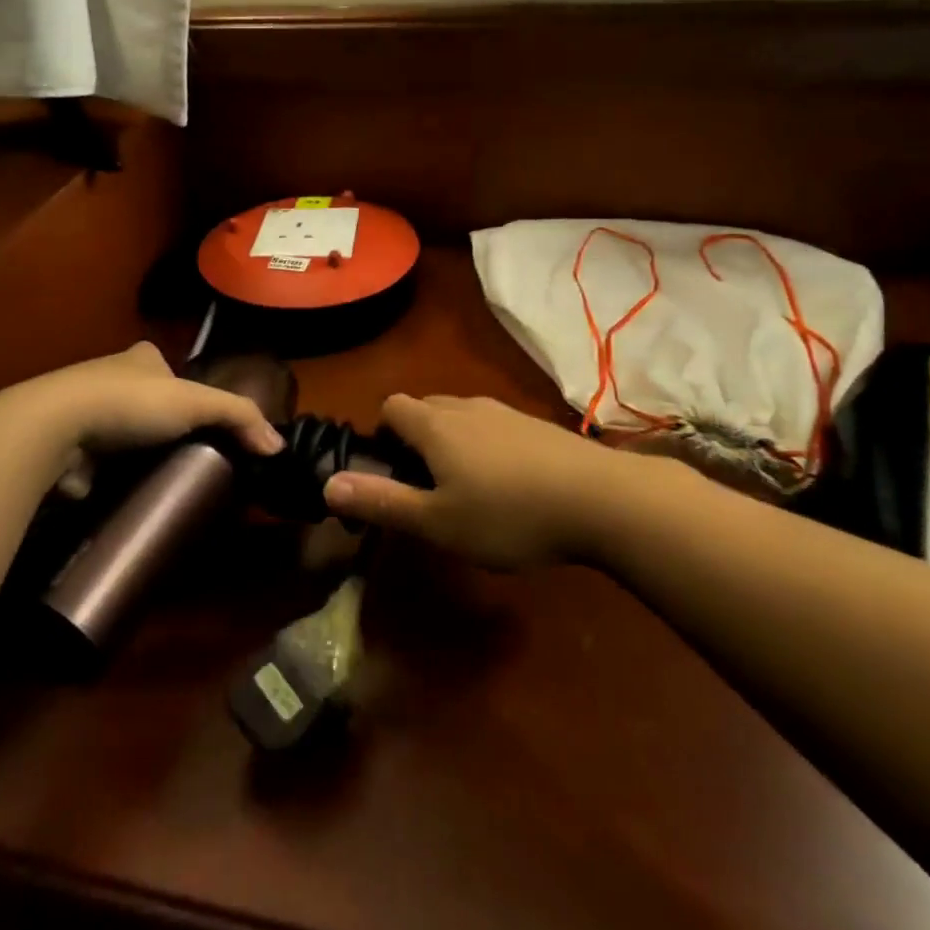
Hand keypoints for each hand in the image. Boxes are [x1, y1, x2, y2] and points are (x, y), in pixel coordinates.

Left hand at [1, 342, 282, 472]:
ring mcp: (83, 412)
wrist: (56, 428)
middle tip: (186, 454)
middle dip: (160, 423)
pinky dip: (110, 474)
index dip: (183, 388)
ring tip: (160, 477)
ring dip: (135, 451)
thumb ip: (239, 416)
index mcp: (139, 357)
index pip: (167, 367)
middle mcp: (108, 377)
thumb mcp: (195, 401)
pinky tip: (126, 491)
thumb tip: (278, 445)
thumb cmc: (130, 402)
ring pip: (120, 431)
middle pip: (144, 400)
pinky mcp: (66, 447)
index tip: (198, 417)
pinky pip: (98, 461)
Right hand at [323, 395, 625, 569]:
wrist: (602, 499)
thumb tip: (327, 484)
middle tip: (426, 488)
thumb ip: (382, 503)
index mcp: (435, 425)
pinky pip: (494, 428)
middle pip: (425, 408)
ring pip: (462, 417)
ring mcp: (506, 412)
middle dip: (415, 440)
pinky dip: (486, 448)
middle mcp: (466, 407)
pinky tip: (510, 487)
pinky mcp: (537, 426)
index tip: (391, 473)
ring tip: (468, 491)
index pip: (391, 406)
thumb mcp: (438, 522)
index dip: (381, 435)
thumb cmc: (509, 514)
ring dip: (452, 444)